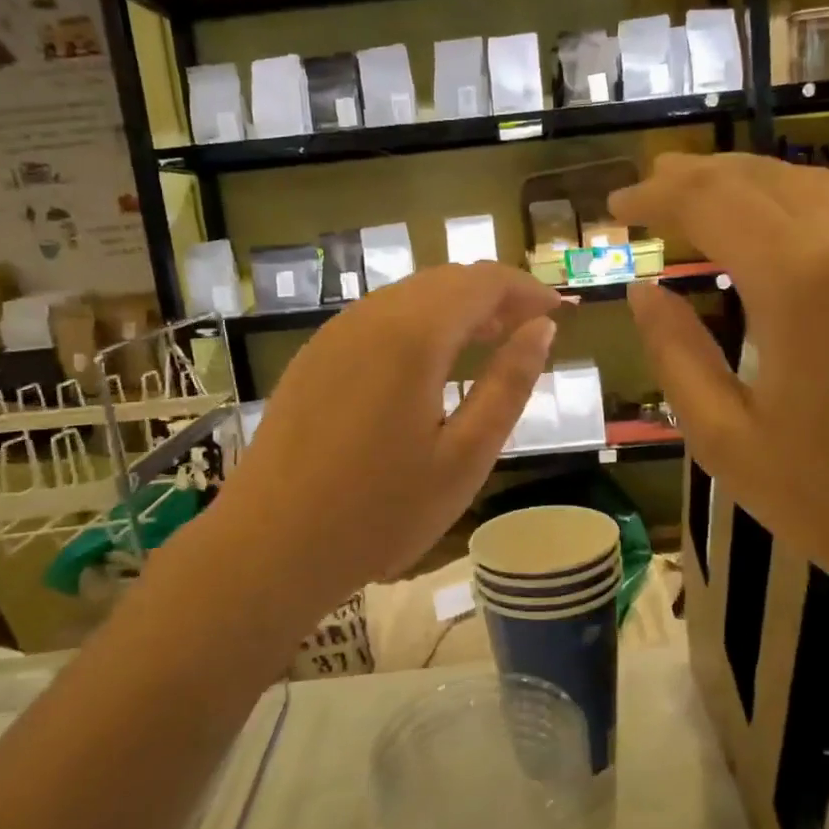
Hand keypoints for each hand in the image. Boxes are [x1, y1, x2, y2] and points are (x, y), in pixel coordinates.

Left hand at [203, 262, 558, 628]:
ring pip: (408, 297)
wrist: (270, 547)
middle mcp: (369, 317)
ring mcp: (334, 335)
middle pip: (444, 281)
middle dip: (493, 296)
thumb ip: (508, 386)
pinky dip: (418, 325)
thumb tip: (541, 331)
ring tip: (487, 344)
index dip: (526, 290)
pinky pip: (378, 319)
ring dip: (455, 309)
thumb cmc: (380, 512)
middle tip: (528, 331)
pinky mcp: (313, 358)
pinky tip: (428, 365)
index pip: (481, 282)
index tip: (558, 314)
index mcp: (412, 336)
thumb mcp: (465, 457)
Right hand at [612, 153, 828, 617]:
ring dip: (748, 185)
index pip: (711, 201)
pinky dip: (797, 206)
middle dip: (696, 175)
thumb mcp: (729, 440)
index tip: (616, 206)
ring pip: (812, 184)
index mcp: (802, 280)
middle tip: (650, 188)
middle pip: (761, 176)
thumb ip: (677, 354)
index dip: (656, 196)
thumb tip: (643, 291)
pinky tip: (776, 233)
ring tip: (701, 200)